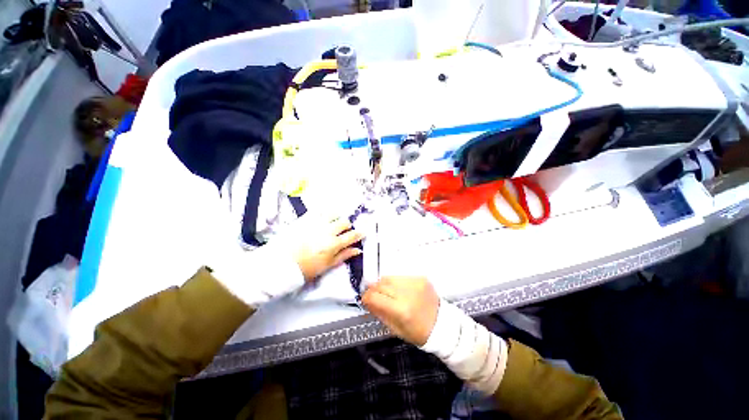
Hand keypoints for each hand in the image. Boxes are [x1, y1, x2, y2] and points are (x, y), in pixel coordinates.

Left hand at [289, 216, 363, 280]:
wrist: (282, 264)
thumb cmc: (307, 268)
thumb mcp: (328, 265)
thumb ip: (344, 255)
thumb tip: (358, 250)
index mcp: (334, 244)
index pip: (352, 235)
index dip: (359, 233)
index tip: (362, 232)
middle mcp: (327, 231)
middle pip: (344, 222)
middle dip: (347, 226)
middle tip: (343, 231)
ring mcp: (316, 223)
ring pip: (333, 213)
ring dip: (336, 217)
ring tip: (332, 223)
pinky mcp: (305, 219)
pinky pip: (318, 210)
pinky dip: (323, 212)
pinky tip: (323, 217)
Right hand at [362, 276, 439, 346]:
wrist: (442, 324)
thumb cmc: (418, 332)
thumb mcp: (395, 329)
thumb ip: (379, 312)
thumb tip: (367, 300)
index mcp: (400, 310)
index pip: (374, 296)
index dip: (366, 297)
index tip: (365, 300)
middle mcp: (407, 292)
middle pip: (380, 284)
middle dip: (374, 290)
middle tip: (374, 296)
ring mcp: (414, 283)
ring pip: (389, 277)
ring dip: (384, 284)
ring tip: (387, 292)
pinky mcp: (420, 277)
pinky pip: (400, 276)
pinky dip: (396, 282)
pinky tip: (399, 290)